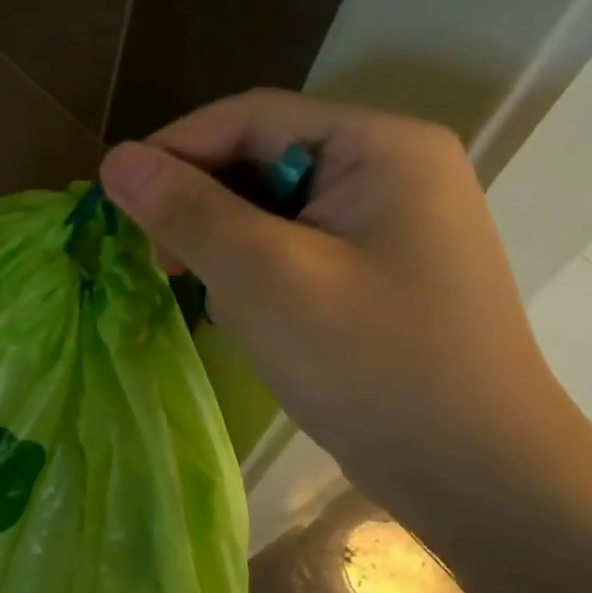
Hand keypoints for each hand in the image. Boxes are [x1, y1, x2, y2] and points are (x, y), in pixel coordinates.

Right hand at [99, 90, 575, 517]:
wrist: (476, 475)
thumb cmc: (370, 364)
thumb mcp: (263, 277)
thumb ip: (185, 210)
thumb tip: (115, 159)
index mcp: (380, 146)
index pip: (251, 117)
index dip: (175, 148)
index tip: (117, 198)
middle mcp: (390, 168)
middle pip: (261, 158)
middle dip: (199, 203)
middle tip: (159, 260)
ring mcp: (388, 221)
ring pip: (270, 206)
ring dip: (222, 241)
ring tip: (201, 290)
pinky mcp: (376, 268)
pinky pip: (291, 244)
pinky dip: (252, 269)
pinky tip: (243, 310)